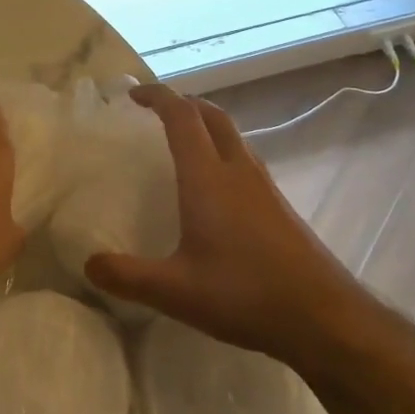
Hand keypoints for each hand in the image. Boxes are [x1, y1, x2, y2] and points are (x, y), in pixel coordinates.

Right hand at [83, 84, 379, 377]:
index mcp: (207, 177)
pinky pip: (243, 158)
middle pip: (211, 114)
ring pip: (231, 135)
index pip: (181, 116)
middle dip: (182, 103)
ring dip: (204, 125)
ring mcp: (263, 186)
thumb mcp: (176, 292)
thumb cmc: (246, 295)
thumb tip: (88, 264)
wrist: (326, 318)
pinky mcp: (279, 206)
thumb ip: (127, 276)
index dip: (157, 96)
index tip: (133, 95)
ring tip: (181, 143)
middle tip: (155, 112)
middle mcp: (237, 170)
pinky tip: (213, 188)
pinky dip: (221, 151)